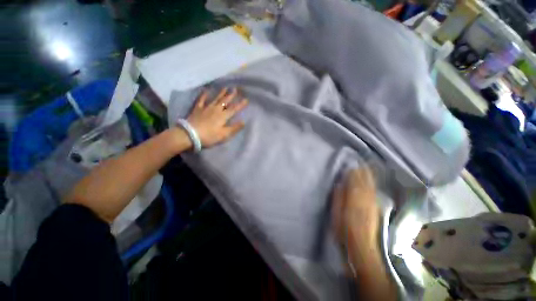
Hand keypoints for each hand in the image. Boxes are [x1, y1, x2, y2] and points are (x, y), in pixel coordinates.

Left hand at [186, 87, 247, 147]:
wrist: (190, 135)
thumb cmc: (209, 136)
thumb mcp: (224, 135)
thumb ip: (234, 128)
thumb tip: (243, 122)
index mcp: (223, 116)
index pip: (234, 109)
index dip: (240, 104)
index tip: (246, 99)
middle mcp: (216, 109)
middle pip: (225, 101)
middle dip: (231, 95)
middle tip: (235, 89)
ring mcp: (206, 108)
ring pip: (215, 99)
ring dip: (221, 93)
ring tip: (225, 87)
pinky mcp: (197, 109)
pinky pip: (201, 100)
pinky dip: (204, 95)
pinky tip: (206, 90)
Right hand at [332, 167, 379, 246]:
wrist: (362, 245)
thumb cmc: (344, 228)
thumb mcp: (336, 212)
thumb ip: (338, 197)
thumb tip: (339, 184)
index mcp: (353, 198)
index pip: (353, 181)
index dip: (352, 172)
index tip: (350, 166)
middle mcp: (365, 198)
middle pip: (364, 181)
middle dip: (362, 172)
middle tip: (360, 163)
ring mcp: (372, 203)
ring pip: (370, 185)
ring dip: (368, 176)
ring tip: (367, 168)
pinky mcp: (376, 208)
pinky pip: (374, 192)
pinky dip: (373, 185)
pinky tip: (371, 182)